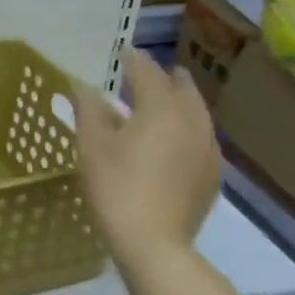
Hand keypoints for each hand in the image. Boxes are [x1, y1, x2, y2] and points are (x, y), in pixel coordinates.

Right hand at [73, 49, 222, 269]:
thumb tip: (82, 85)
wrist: (154, 243)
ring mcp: (208, 150)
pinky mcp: (212, 175)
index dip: (134, 60)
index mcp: (162, 109)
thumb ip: (89, 109)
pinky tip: (171, 141)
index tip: (122, 51)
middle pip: (183, 89)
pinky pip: (201, 138)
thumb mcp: (92, 144)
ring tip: (159, 104)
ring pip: (197, 114)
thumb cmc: (117, 186)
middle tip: (144, 73)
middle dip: (165, 77)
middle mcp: (192, 122)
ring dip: (179, 102)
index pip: (148, 72)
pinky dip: (186, 128)